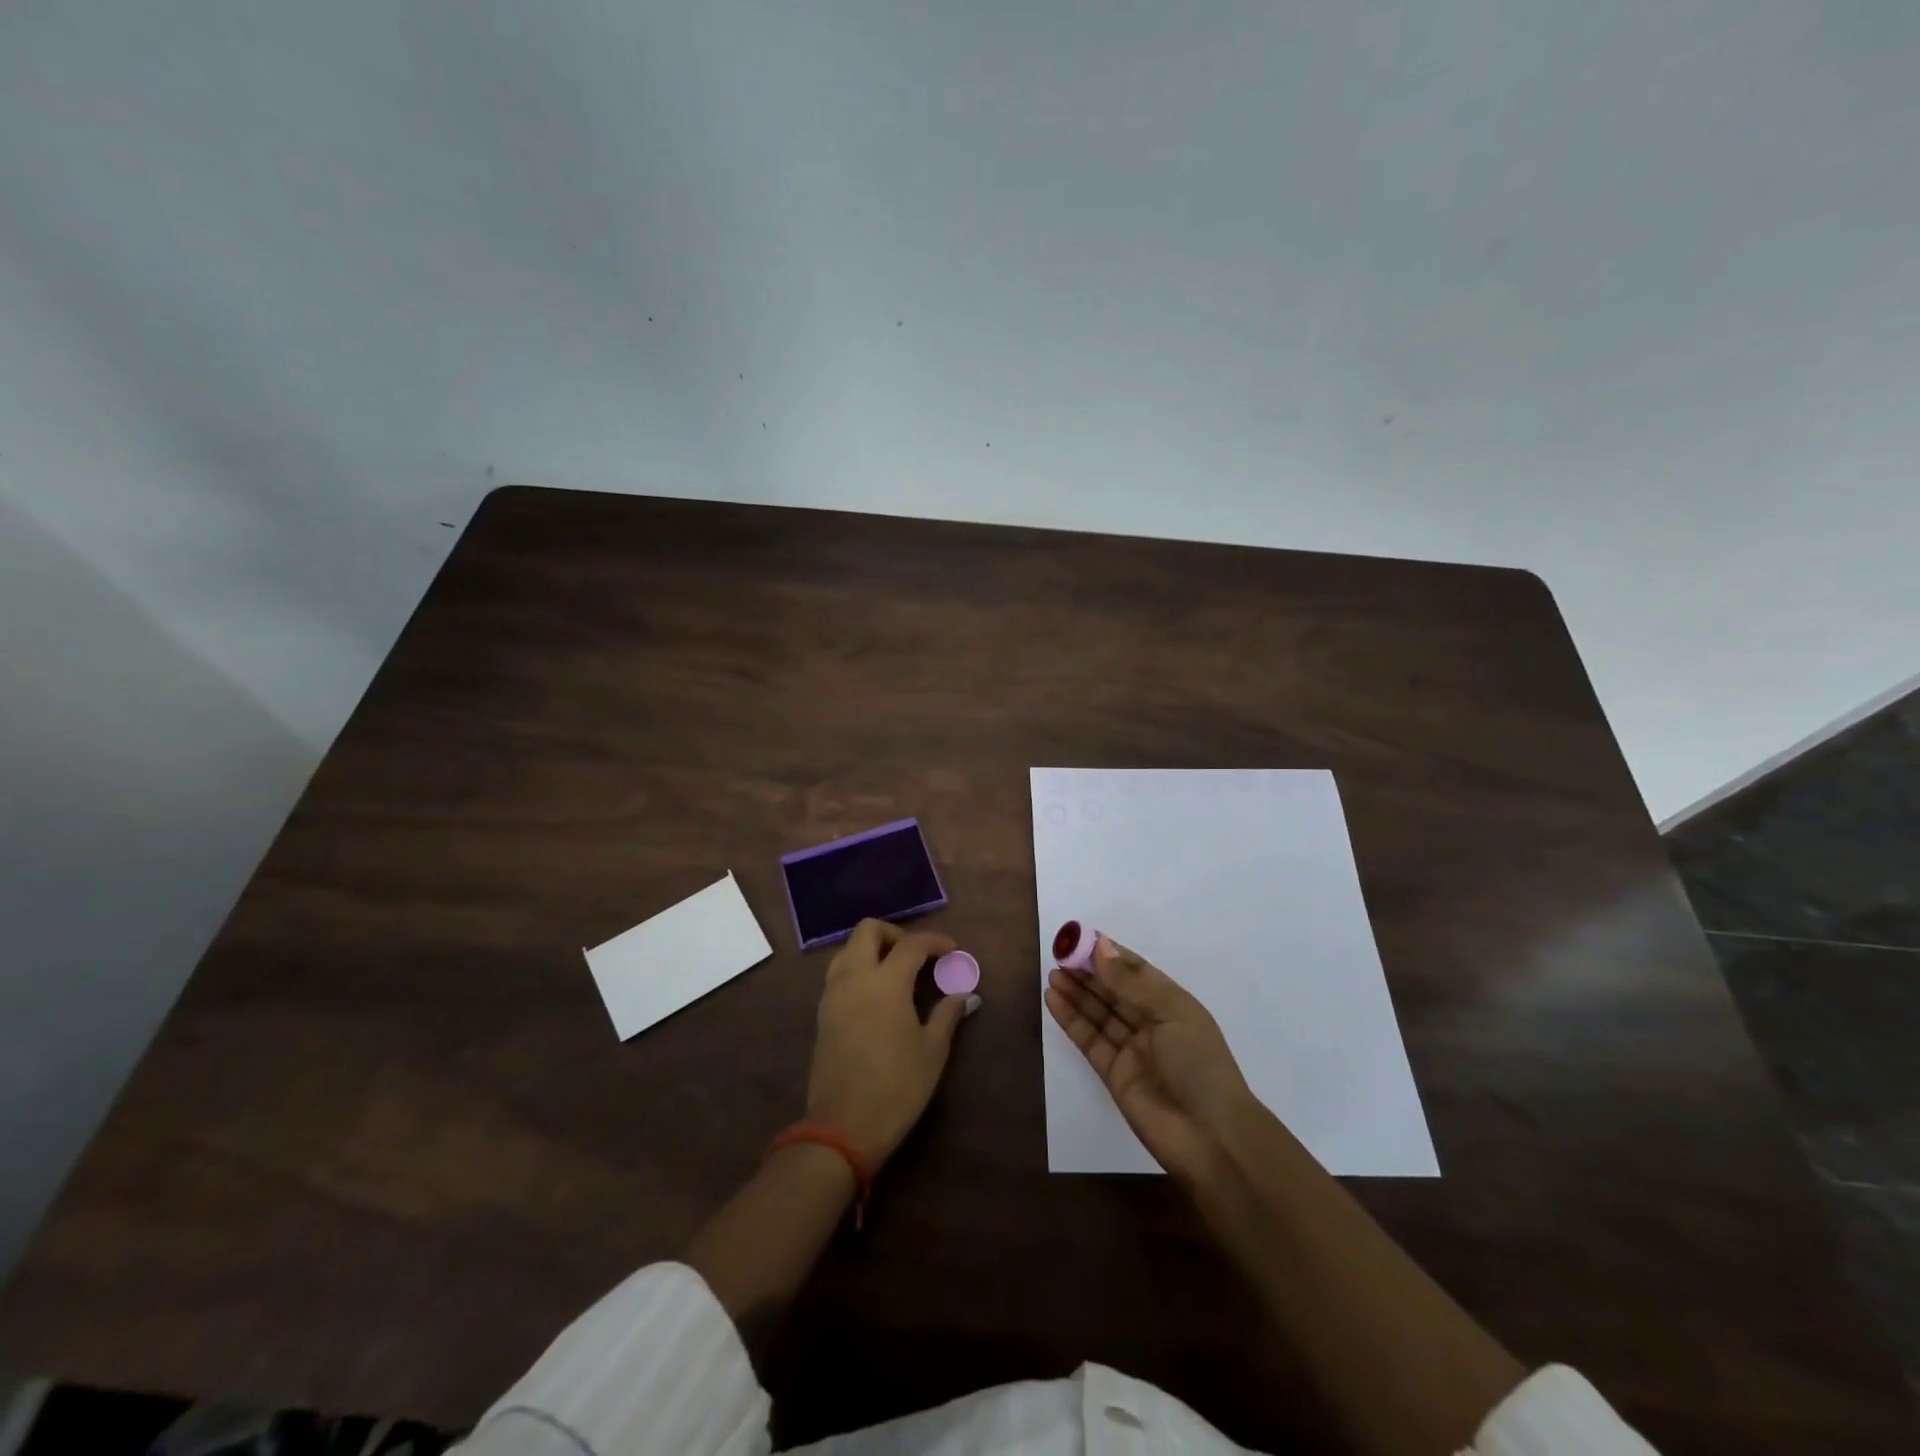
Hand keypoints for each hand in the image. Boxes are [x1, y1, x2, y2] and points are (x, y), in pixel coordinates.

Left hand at [807, 919, 973, 1167]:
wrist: (843, 1127)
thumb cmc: (897, 1087)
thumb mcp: (932, 1051)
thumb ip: (947, 1015)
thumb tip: (965, 995)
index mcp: (885, 981)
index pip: (911, 944)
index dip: (935, 942)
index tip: (952, 951)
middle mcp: (854, 977)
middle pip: (868, 930)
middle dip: (896, 933)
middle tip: (918, 955)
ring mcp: (833, 994)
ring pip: (848, 949)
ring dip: (872, 949)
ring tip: (897, 972)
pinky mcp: (822, 1013)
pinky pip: (839, 973)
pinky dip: (858, 969)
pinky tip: (878, 994)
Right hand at [1045, 934, 1255, 1183]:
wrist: (1211, 1137)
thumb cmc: (1199, 1064)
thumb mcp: (1171, 1013)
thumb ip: (1130, 983)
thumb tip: (1100, 947)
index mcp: (1172, 1004)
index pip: (1135, 971)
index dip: (1108, 954)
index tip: (1079, 938)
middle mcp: (1151, 1023)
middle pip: (1114, 990)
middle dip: (1088, 971)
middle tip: (1059, 953)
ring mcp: (1131, 1049)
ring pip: (1099, 1013)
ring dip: (1077, 992)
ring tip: (1053, 973)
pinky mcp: (1113, 1073)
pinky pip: (1089, 1039)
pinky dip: (1071, 1019)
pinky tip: (1054, 999)